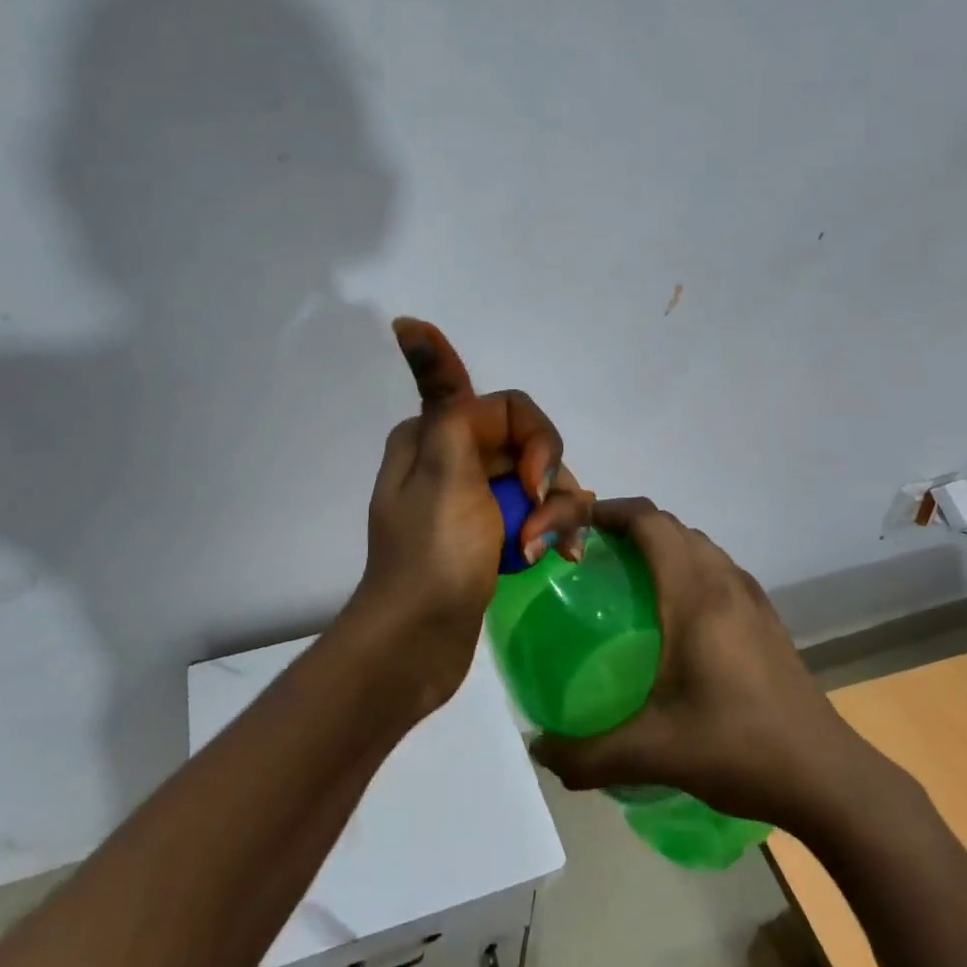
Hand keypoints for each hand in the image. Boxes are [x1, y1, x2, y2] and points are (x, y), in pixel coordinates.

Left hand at [343, 318, 586, 714]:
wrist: (417, 642)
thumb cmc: (434, 556)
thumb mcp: (443, 473)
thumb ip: (450, 403)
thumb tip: (408, 323)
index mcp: (435, 435)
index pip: (508, 408)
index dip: (536, 438)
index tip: (534, 482)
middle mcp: (453, 458)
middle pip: (530, 446)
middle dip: (548, 484)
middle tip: (538, 528)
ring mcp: (474, 498)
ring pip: (539, 483)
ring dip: (552, 515)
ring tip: (541, 553)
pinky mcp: (490, 533)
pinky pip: (534, 515)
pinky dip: (550, 532)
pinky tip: (558, 558)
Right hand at [530, 498, 868, 826]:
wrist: (828, 778)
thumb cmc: (738, 748)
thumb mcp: (653, 753)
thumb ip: (587, 754)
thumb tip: (539, 750)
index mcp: (696, 594)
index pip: (649, 521)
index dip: (608, 511)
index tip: (572, 526)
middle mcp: (726, 582)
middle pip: (672, 526)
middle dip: (628, 526)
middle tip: (589, 556)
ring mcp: (753, 599)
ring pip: (699, 546)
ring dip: (661, 545)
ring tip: (625, 580)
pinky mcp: (767, 621)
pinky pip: (717, 570)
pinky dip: (687, 569)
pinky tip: (673, 619)